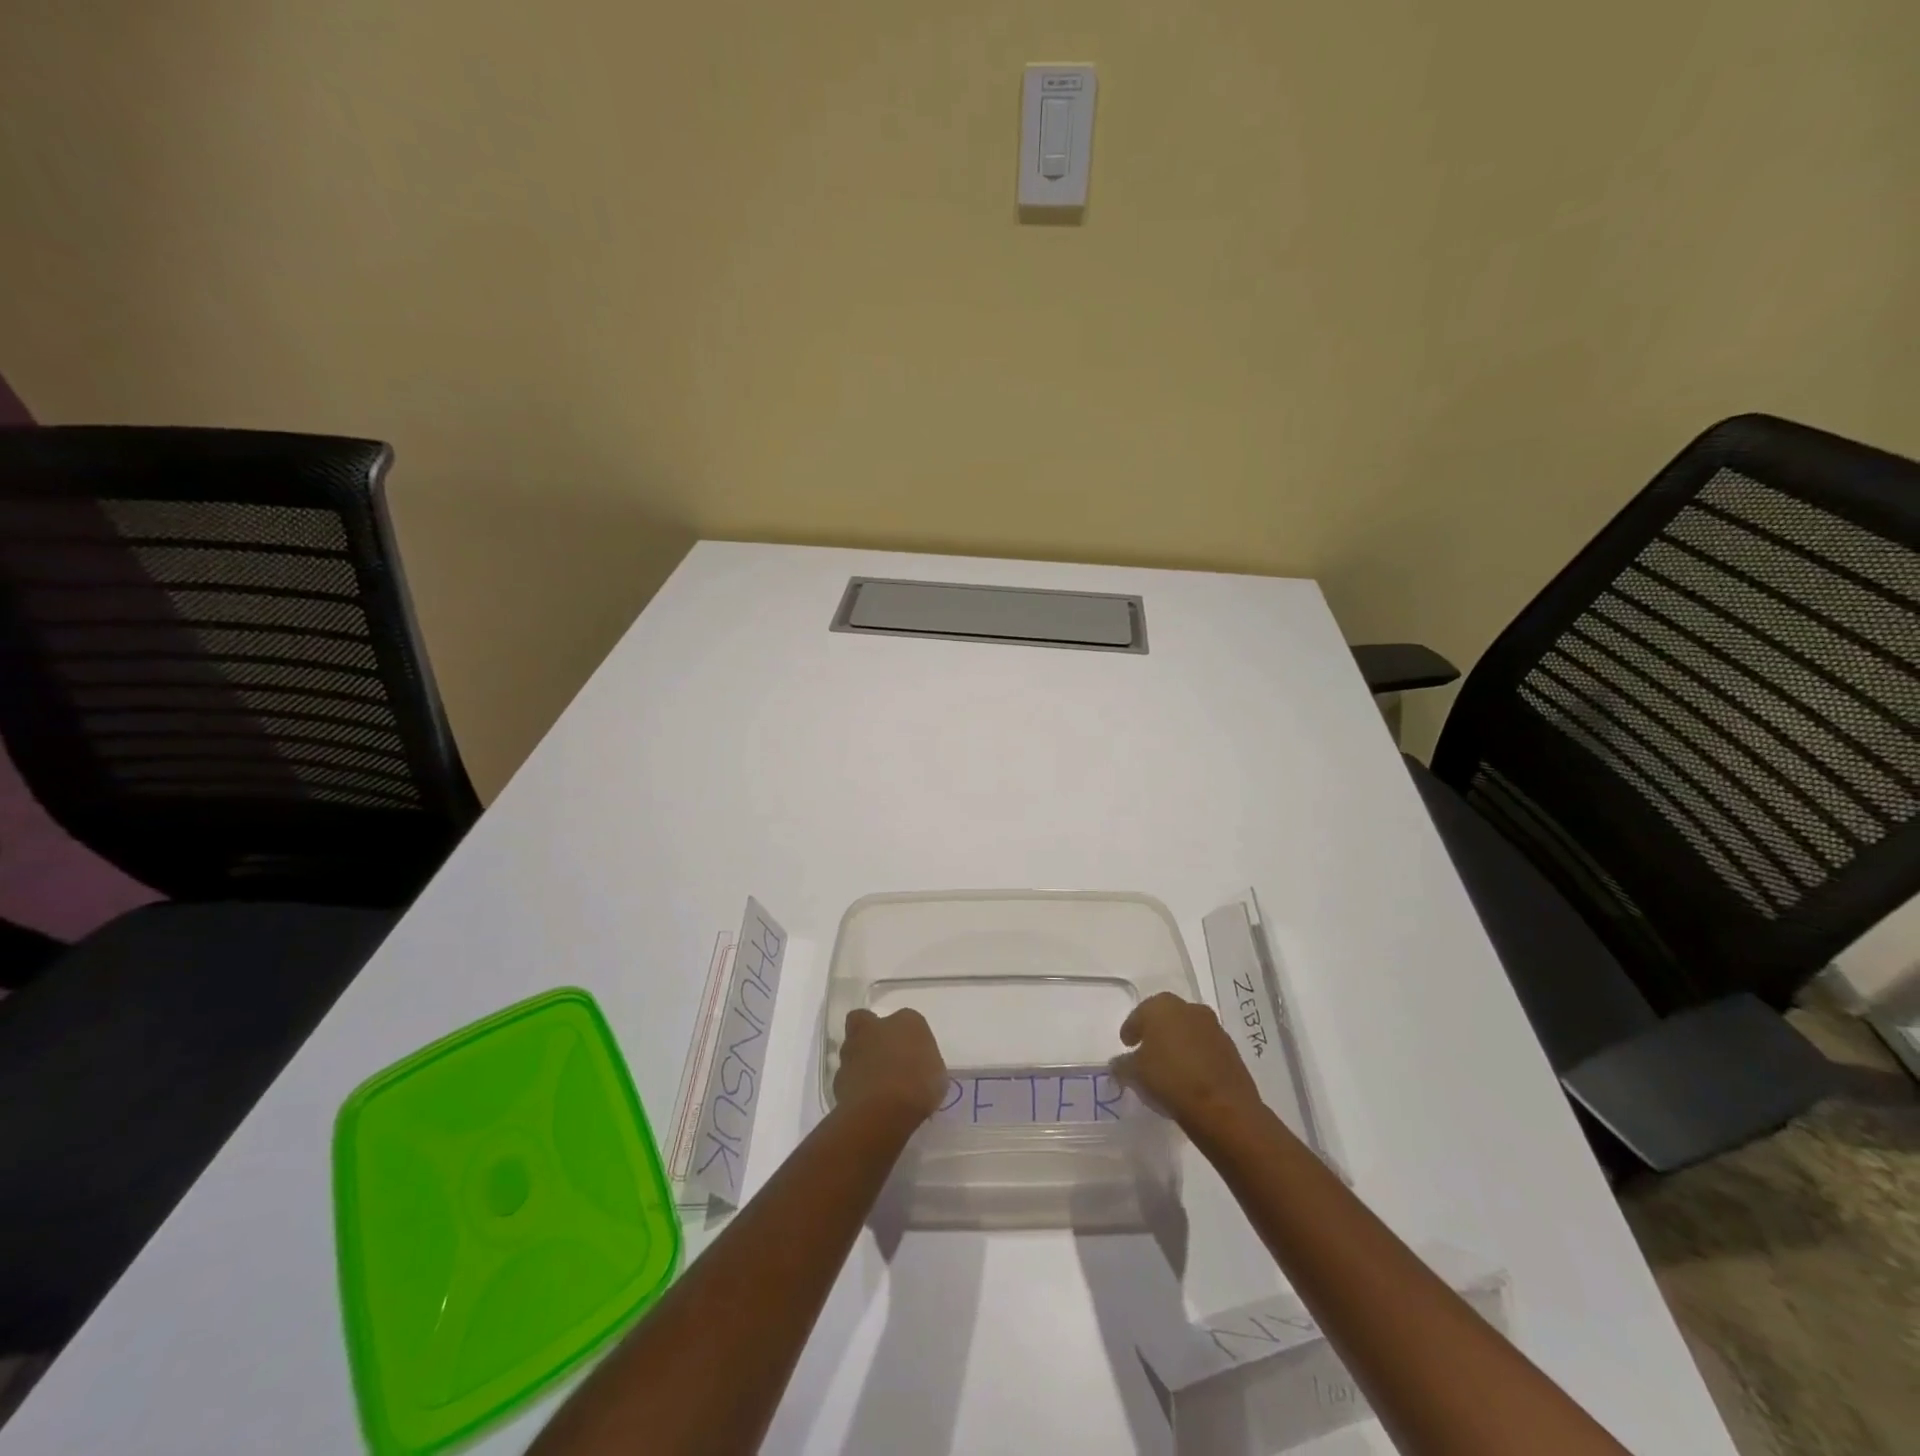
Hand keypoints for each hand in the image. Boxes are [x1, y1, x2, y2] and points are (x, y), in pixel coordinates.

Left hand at [833, 1008, 947, 1126]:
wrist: (883, 1109)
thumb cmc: (919, 1083)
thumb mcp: (937, 1073)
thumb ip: (923, 1063)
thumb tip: (916, 1067)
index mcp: (906, 1021)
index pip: (905, 1019)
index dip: (905, 1036)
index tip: (911, 1053)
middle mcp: (874, 1028)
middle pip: (865, 1022)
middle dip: (870, 1036)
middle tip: (884, 1058)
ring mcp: (852, 1052)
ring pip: (852, 1050)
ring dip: (860, 1062)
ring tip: (876, 1087)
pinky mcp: (837, 1079)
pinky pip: (847, 1078)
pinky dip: (855, 1087)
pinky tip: (867, 1103)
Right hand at [1112, 992, 1261, 1132]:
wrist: (1223, 1108)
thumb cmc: (1170, 1080)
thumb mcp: (1134, 1074)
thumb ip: (1122, 1065)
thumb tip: (1118, 1064)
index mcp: (1162, 1007)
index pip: (1140, 1014)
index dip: (1131, 1029)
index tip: (1127, 1044)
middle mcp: (1189, 1009)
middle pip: (1166, 1017)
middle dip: (1156, 1031)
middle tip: (1146, 1051)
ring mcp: (1213, 1028)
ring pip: (1188, 1031)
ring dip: (1178, 1043)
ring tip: (1169, 1066)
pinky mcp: (1231, 1049)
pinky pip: (1205, 1047)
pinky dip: (1196, 1056)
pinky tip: (1189, 1075)